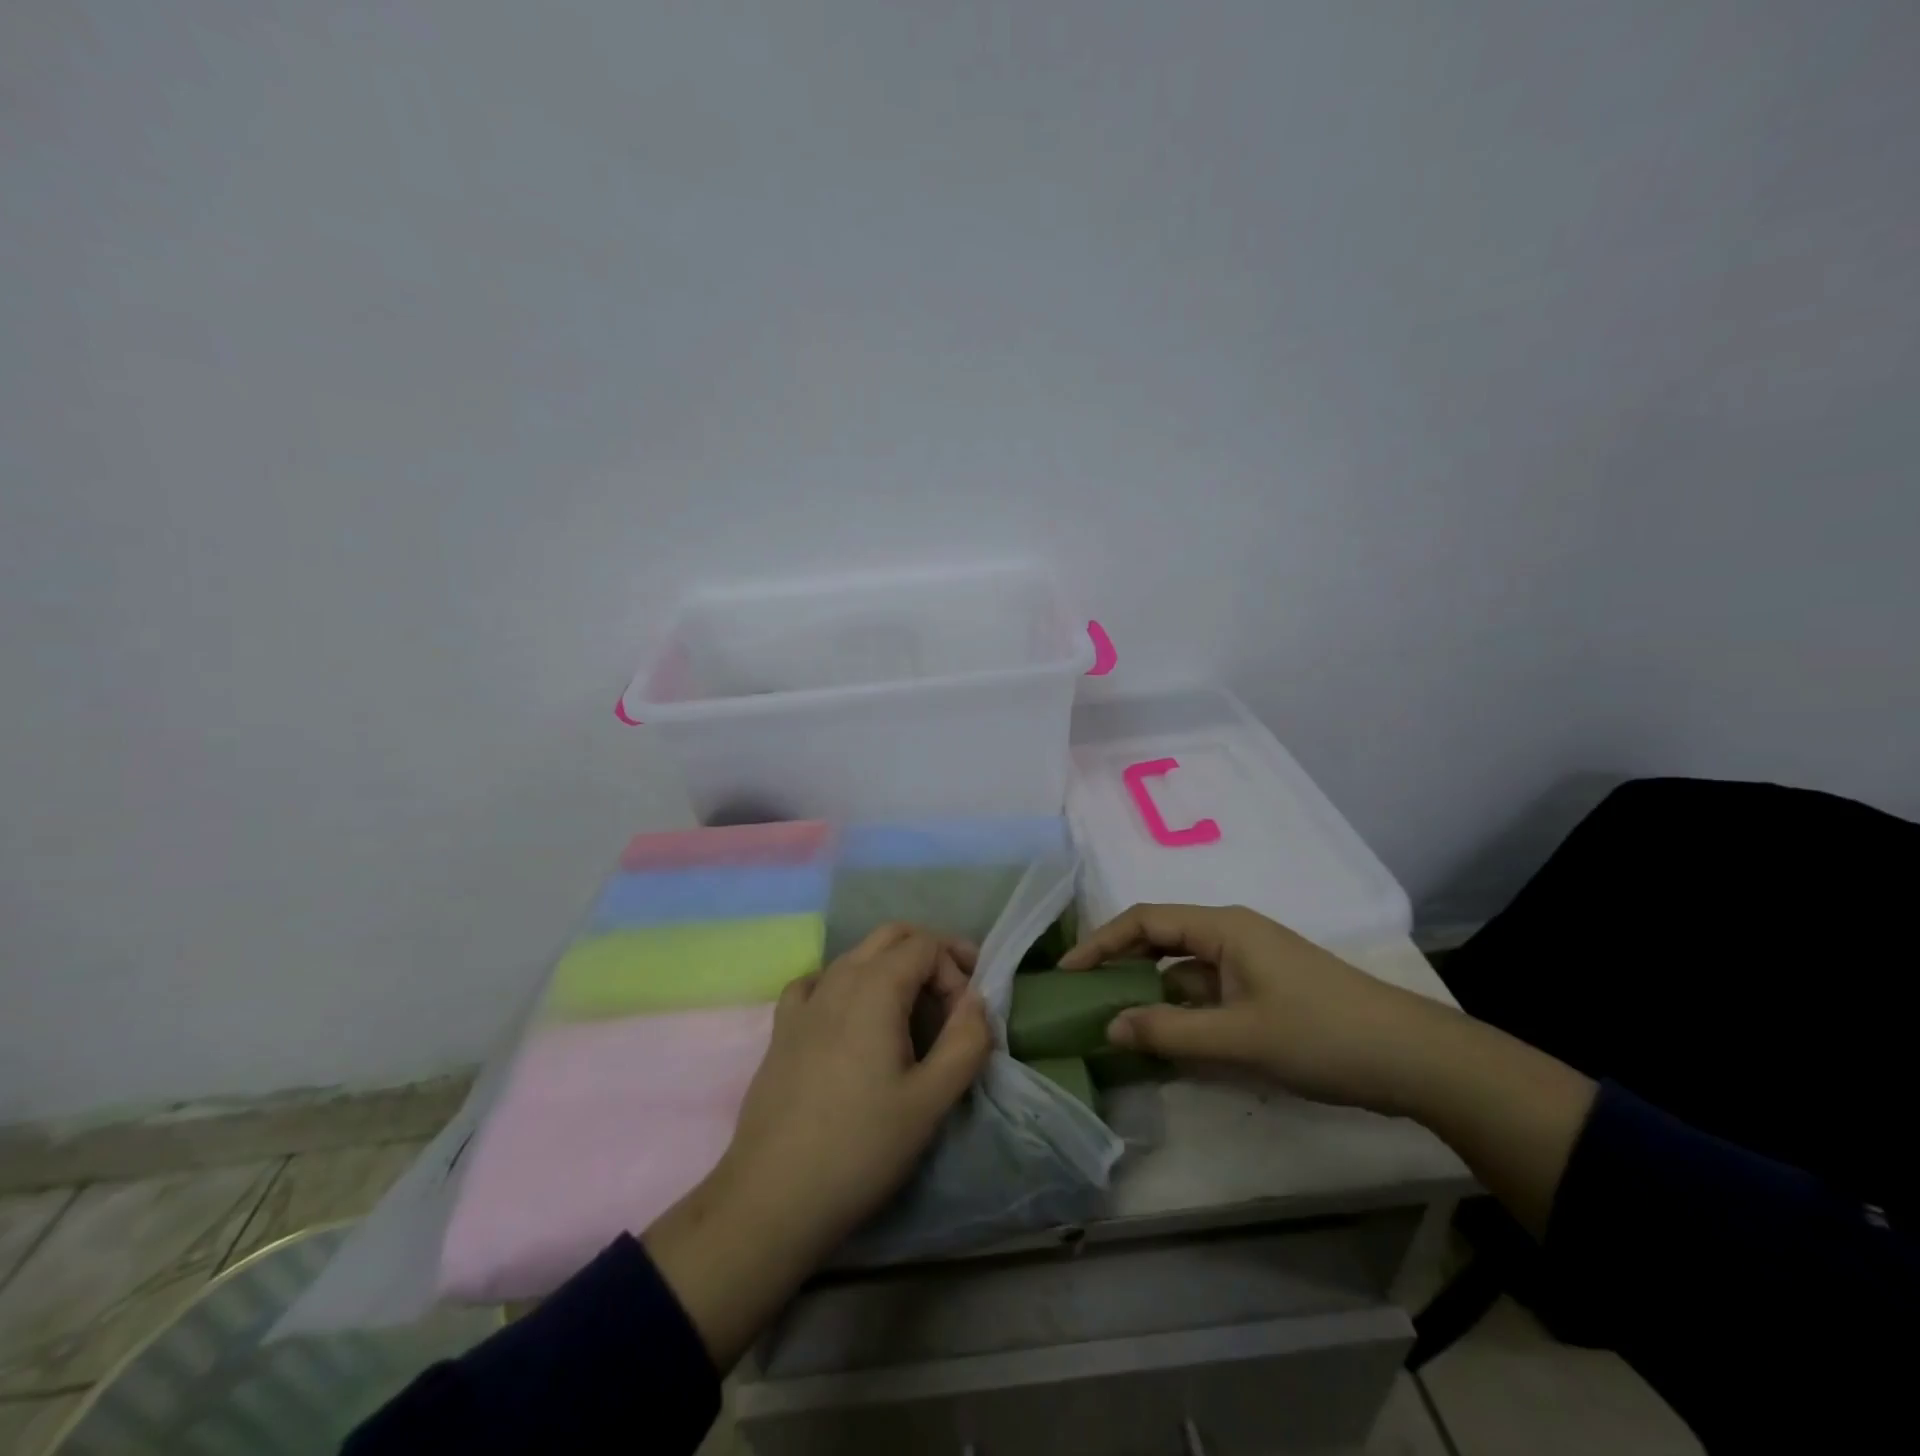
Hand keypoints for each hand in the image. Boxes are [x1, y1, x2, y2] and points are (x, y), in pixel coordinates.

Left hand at [721, 923, 991, 1255]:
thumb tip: (977, 1003)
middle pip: (892, 935)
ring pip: (856, 955)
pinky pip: (819, 981)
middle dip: (929, 953)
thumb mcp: (930, 1101)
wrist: (772, 1198)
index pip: (926, 945)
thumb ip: (966, 1042)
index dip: (956, 969)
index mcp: (875, 988)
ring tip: (912, 1012)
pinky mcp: (782, 1028)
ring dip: (892, 967)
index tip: (967, 1016)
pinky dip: (847, 983)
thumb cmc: (861, 1148)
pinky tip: (851, 1018)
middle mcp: (837, 979)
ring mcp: (804, 1001)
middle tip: (954, 994)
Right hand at [1060, 903, 1439, 1111]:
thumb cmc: (1322, 1035)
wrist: (1414, 1059)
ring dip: (1150, 992)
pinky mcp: (1264, 991)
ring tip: (1114, 1020)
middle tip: (1082, 994)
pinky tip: (1167, 1039)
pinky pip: (1207, 992)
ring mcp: (1250, 963)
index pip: (1144, 921)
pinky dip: (1181, 1011)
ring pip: (1183, 969)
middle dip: (1119, 963)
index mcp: (1223, 927)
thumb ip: (1169, 1032)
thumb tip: (1109, 1026)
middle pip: (1160, 939)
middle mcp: (1231, 935)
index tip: (1067, 973)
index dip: (1100, 942)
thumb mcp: (1239, 1037)